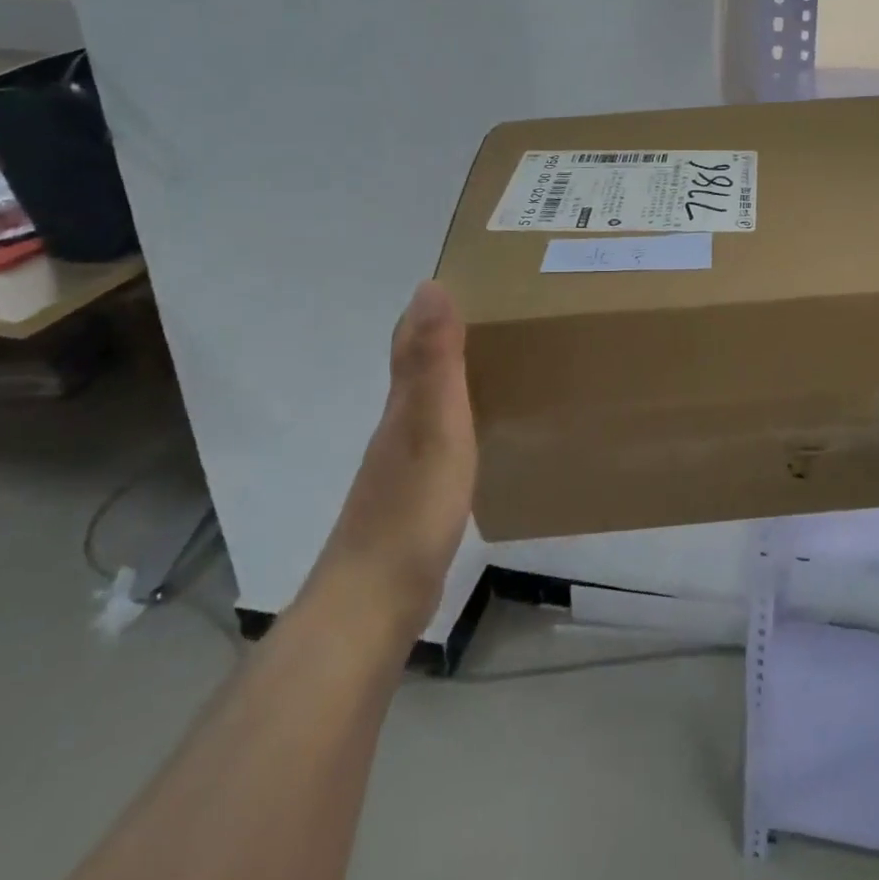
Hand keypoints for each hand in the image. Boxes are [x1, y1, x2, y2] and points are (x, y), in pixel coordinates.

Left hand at [306, 281, 476, 639]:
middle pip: (419, 368)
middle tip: (502, 316)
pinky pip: (441, 439)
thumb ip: (434, 361)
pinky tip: (483, 432)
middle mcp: (398, 426)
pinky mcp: (416, 498)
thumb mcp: (433, 425)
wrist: (376, 601)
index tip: (472, 278)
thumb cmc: (412, 506)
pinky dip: (460, 419)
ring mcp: (403, 465)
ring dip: (455, 377)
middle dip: (449, 336)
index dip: (433, 307)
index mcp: (404, 403)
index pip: (411, 339)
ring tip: (500, 364)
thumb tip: (430, 285)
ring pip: (429, 403)